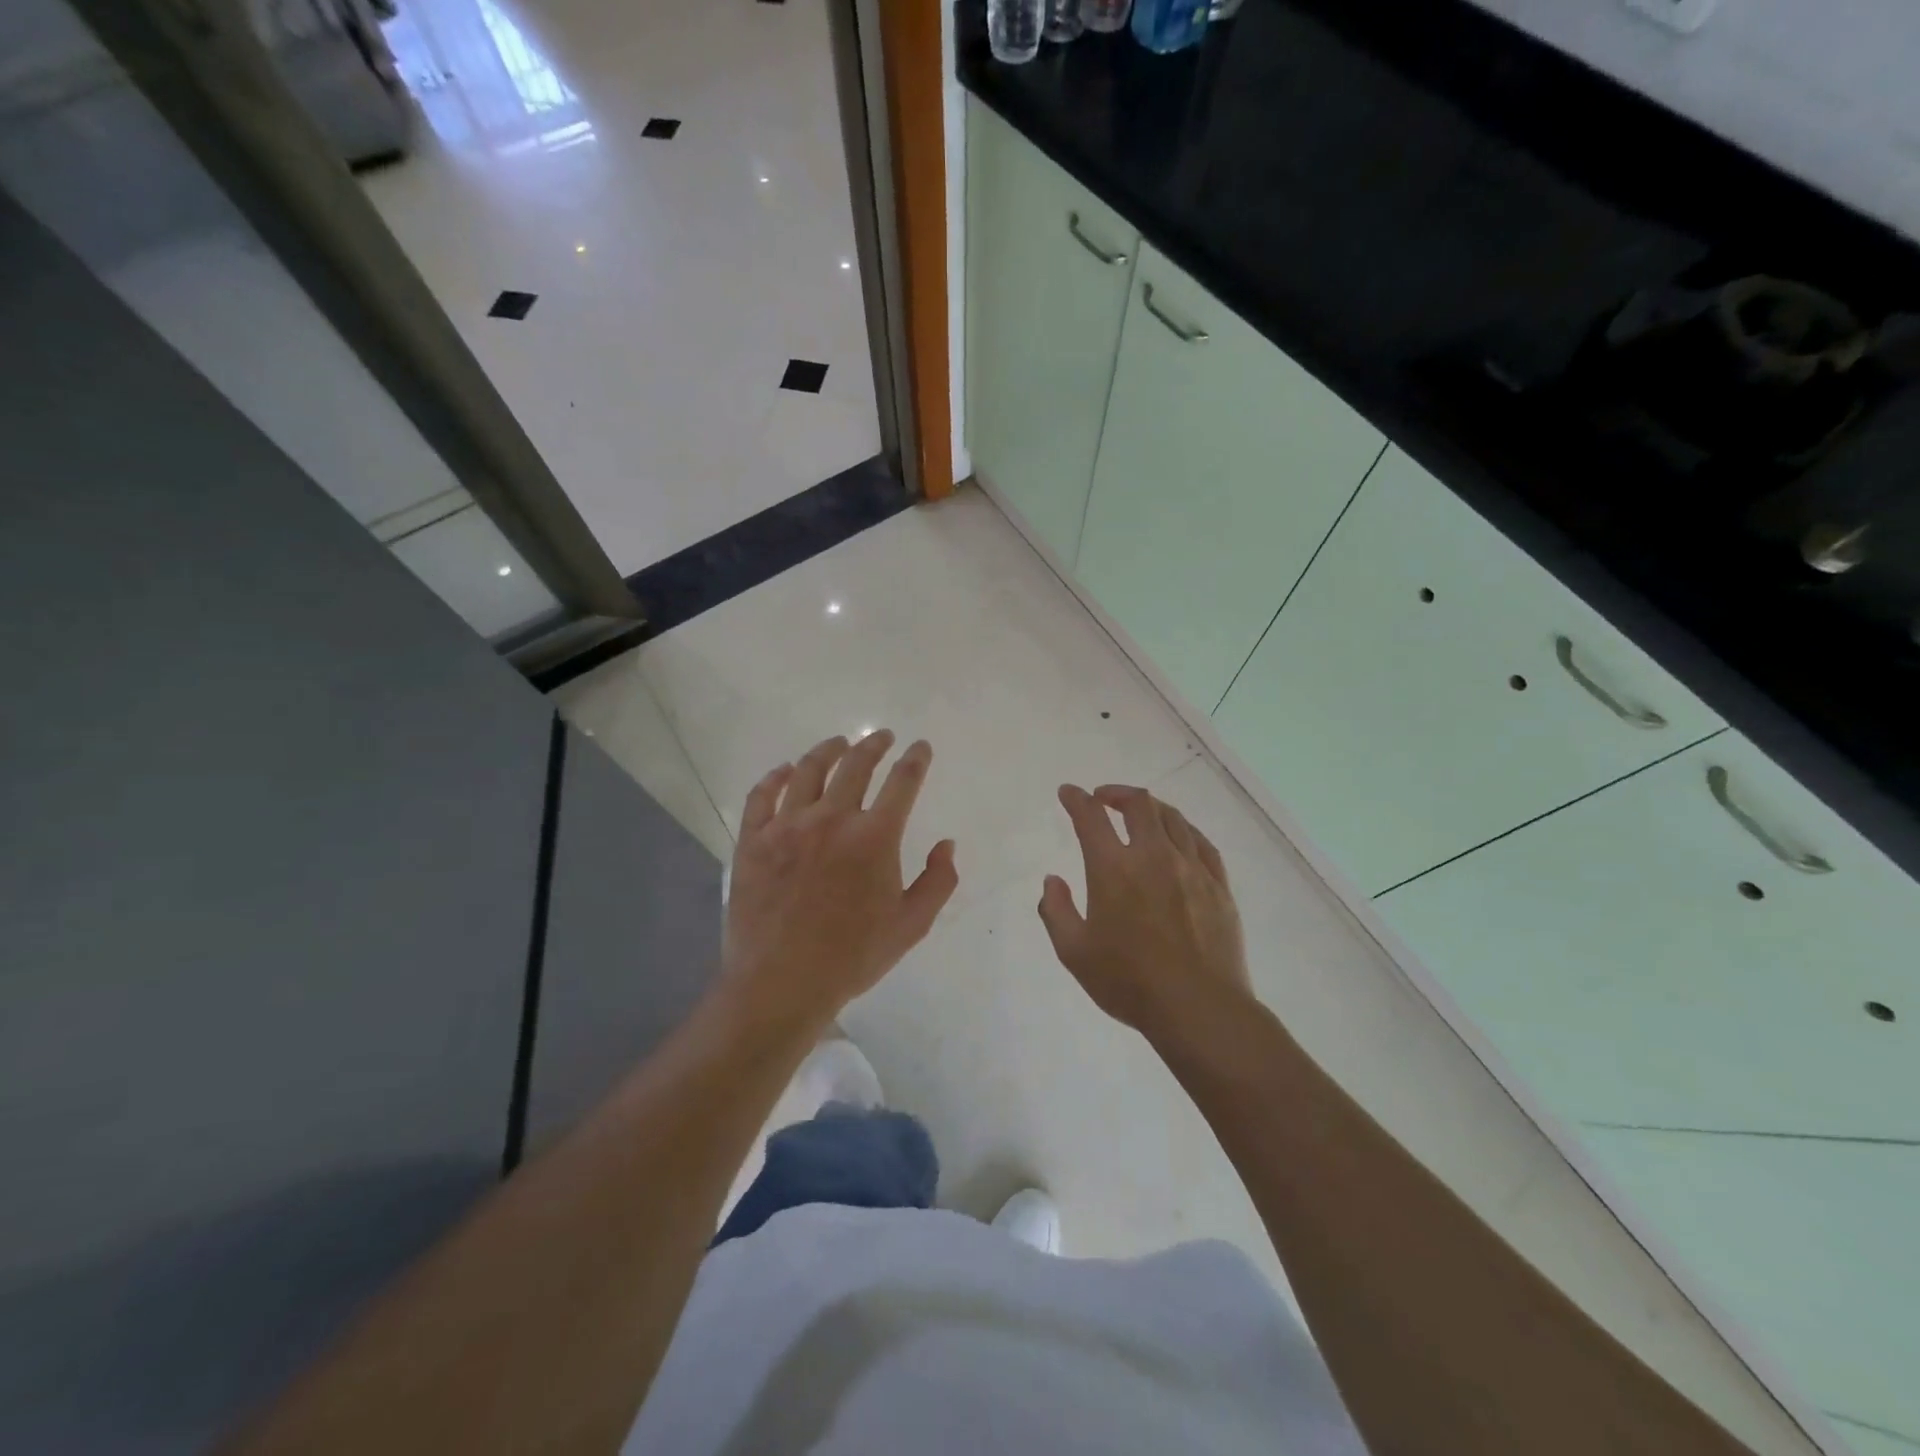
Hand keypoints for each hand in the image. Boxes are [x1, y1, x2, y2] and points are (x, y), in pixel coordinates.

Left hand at [720, 732, 957, 1031]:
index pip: (902, 782)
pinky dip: (775, 777)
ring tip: (838, 743)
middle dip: (874, 745)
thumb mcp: (911, 925)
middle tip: (881, 737)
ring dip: (827, 750)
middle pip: (855, 765)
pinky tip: (784, 771)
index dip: (916, 759)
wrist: (782, 982)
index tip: (920, 747)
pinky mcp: (754, 840)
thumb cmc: (852, 956)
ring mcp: (787, 826)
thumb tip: (947, 845)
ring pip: (808, 770)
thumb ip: (938, 881)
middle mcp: (832, 819)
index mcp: (875, 837)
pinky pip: (762, 795)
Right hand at [1039, 784, 1250, 1038]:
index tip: (1068, 792)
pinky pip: (1201, 842)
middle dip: (1117, 793)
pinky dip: (1184, 829)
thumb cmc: (1129, 982)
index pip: (1091, 817)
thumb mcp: (1074, 952)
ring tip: (1140, 812)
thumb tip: (1052, 880)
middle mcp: (1153, 856)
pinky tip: (1179, 836)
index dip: (1076, 799)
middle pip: (1139, 805)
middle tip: (1104, 798)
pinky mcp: (1218, 886)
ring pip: (1173, 818)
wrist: (1199, 1008)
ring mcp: (1191, 868)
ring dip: (1150, 807)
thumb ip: (1056, 910)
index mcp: (1113, 869)